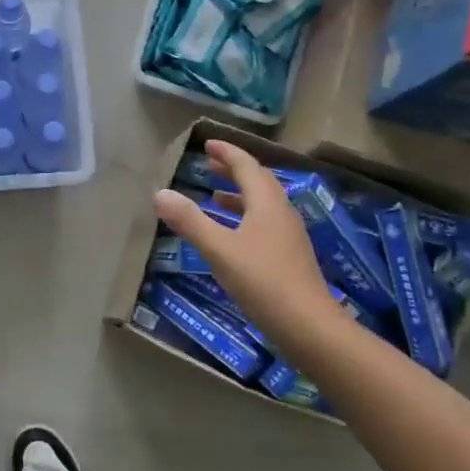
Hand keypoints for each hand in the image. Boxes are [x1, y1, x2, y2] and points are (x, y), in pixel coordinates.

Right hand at [151, 141, 344, 342]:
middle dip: (233, 170)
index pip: (247, 166)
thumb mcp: (220, 250)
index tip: (208, 144)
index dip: (227, 153)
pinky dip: (244, 216)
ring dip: (239, 193)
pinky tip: (232, 234)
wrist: (309, 326)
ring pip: (262, 203)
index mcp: (266, 203)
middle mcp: (281, 213)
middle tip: (209, 164)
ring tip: (215, 195)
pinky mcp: (289, 256)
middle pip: (258, 181)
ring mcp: (288, 235)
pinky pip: (264, 223)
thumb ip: (190, 221)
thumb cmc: (263, 281)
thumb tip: (160, 193)